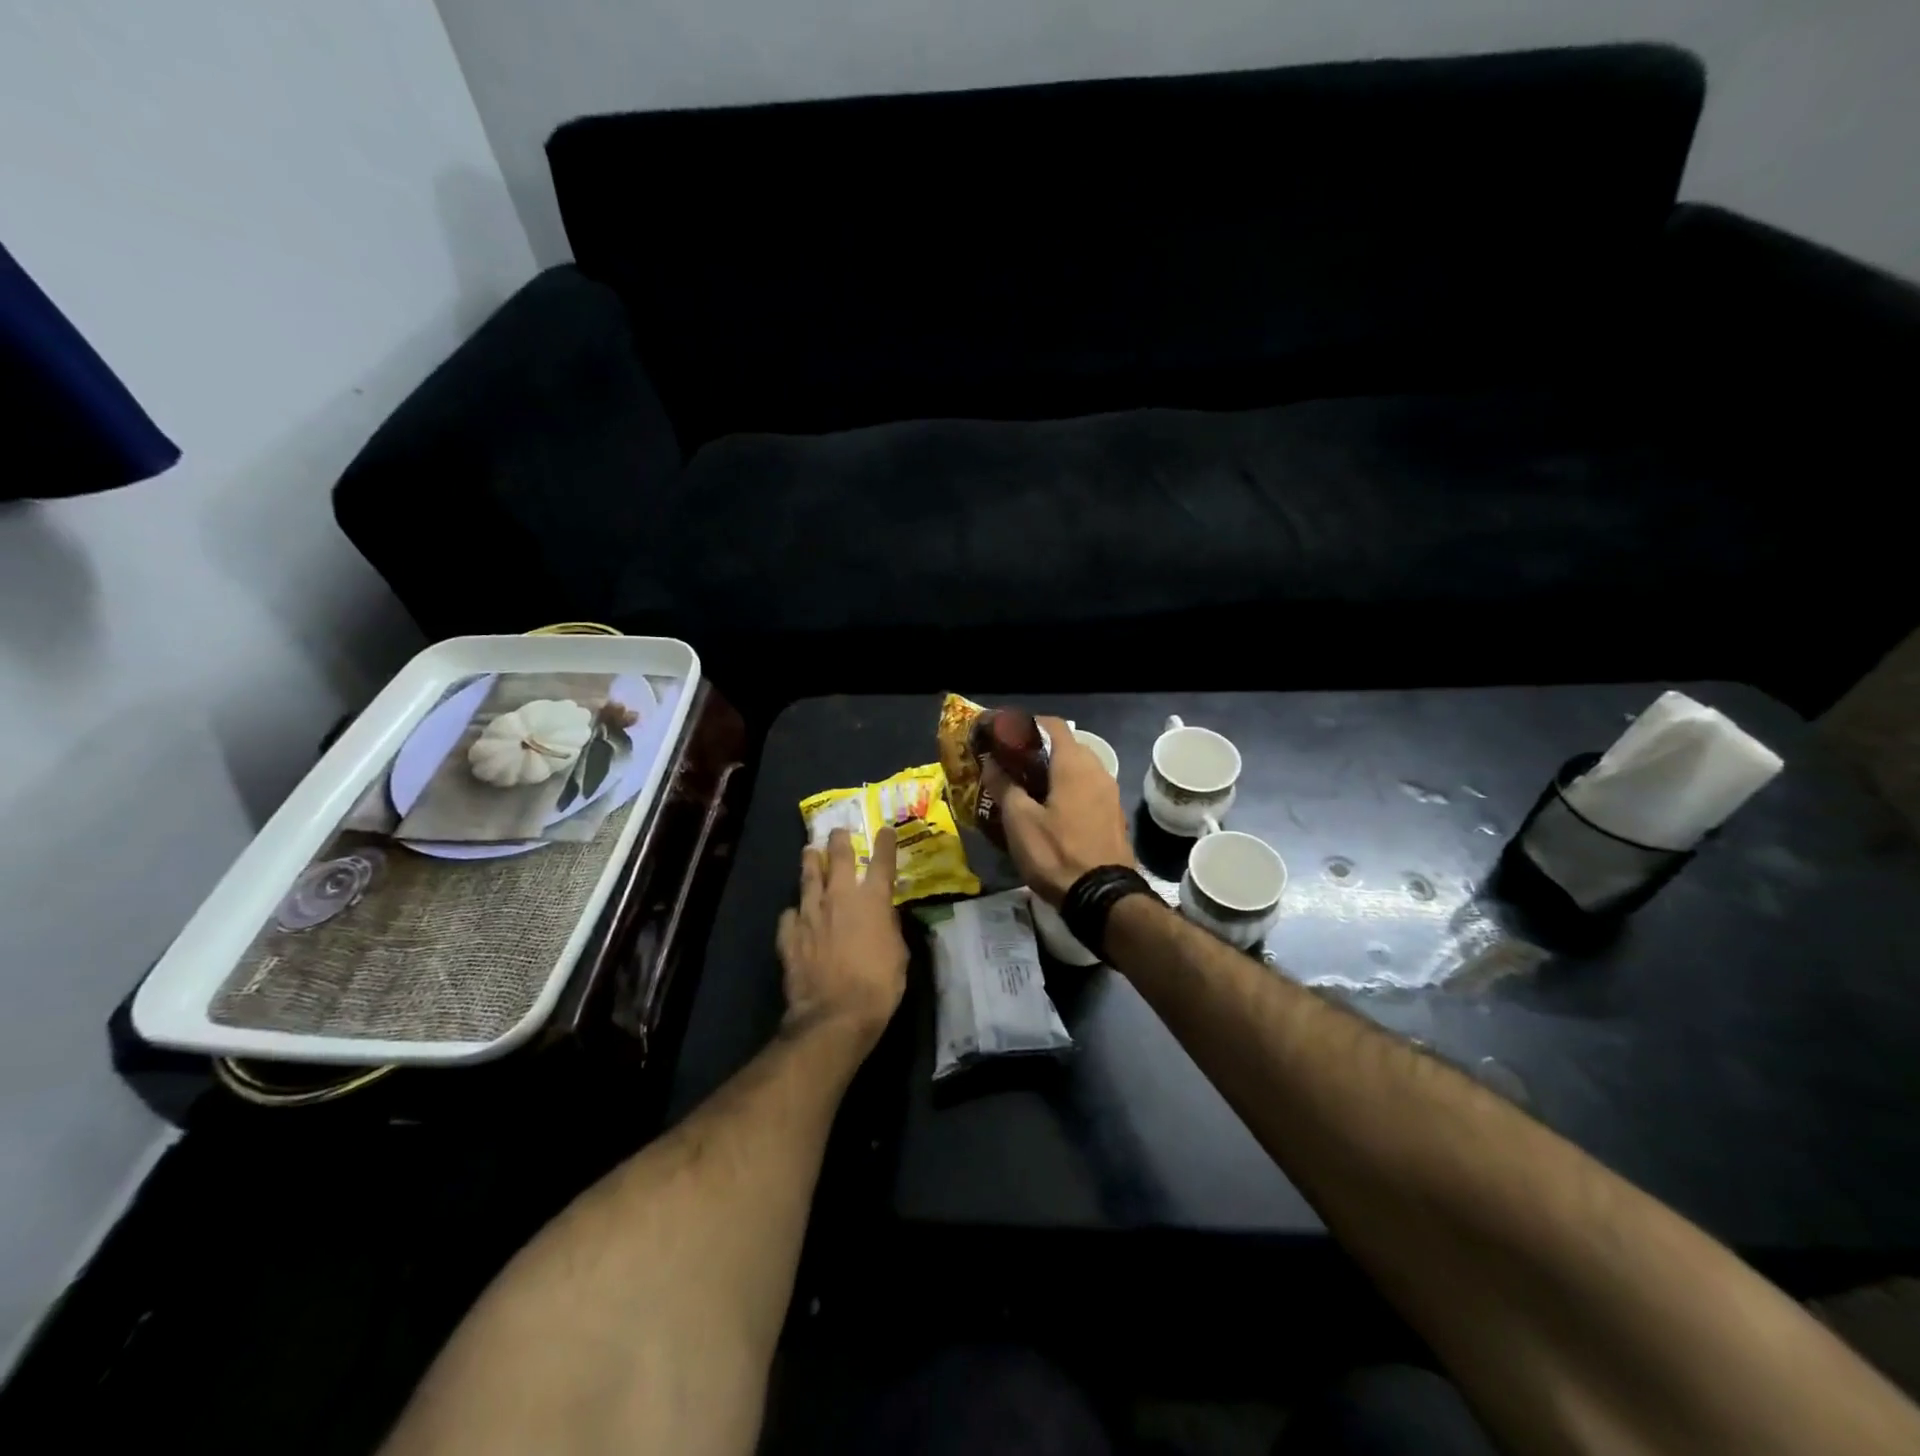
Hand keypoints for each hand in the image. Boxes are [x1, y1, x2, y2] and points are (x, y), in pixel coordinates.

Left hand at [776, 826, 907, 1043]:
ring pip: (808, 878)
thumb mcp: (899, 954)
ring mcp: (810, 914)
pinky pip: (789, 915)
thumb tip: (884, 916)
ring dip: (811, 862)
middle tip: (838, 831)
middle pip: (839, 859)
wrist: (834, 1014)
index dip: (884, 843)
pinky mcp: (789, 935)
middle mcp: (840, 898)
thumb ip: (890, 928)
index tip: (884, 830)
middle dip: (839, 841)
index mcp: (873, 901)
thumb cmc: (878, 985)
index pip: (882, 862)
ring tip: (809, 851)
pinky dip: (794, 912)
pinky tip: (795, 914)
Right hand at [984, 716, 1134, 904]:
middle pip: (1066, 746)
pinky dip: (1069, 791)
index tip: (1005, 736)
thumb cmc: (1056, 853)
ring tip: (1028, 789)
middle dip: (1038, 750)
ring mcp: (1110, 794)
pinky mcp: (1114, 816)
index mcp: (1074, 764)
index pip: (1052, 725)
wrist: (1103, 897)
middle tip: (1011, 765)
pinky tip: (1051, 811)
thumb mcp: (1019, 821)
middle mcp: (1098, 770)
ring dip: (1054, 772)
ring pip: (1079, 770)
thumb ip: (1004, 785)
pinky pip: (1088, 791)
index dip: (1027, 725)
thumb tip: (992, 762)